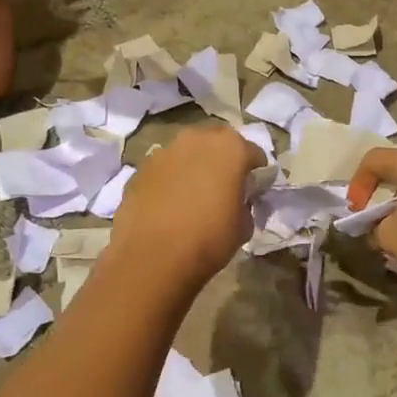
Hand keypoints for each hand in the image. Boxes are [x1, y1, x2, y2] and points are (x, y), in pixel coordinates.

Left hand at [111, 124, 261, 288]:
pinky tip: (168, 205)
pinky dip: (169, 180)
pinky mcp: (140, 169)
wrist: (153, 256)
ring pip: (186, 153)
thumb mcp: (244, 225)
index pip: (253, 153)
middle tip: (224, 185)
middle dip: (222, 159)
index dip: (256, 173)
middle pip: (216, 142)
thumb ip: (245, 203)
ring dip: (193, 167)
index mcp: (230, 147)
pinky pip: (163, 170)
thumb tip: (237, 202)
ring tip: (193, 195)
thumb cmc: (209, 238)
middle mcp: (196, 139)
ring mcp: (164, 151)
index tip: (254, 190)